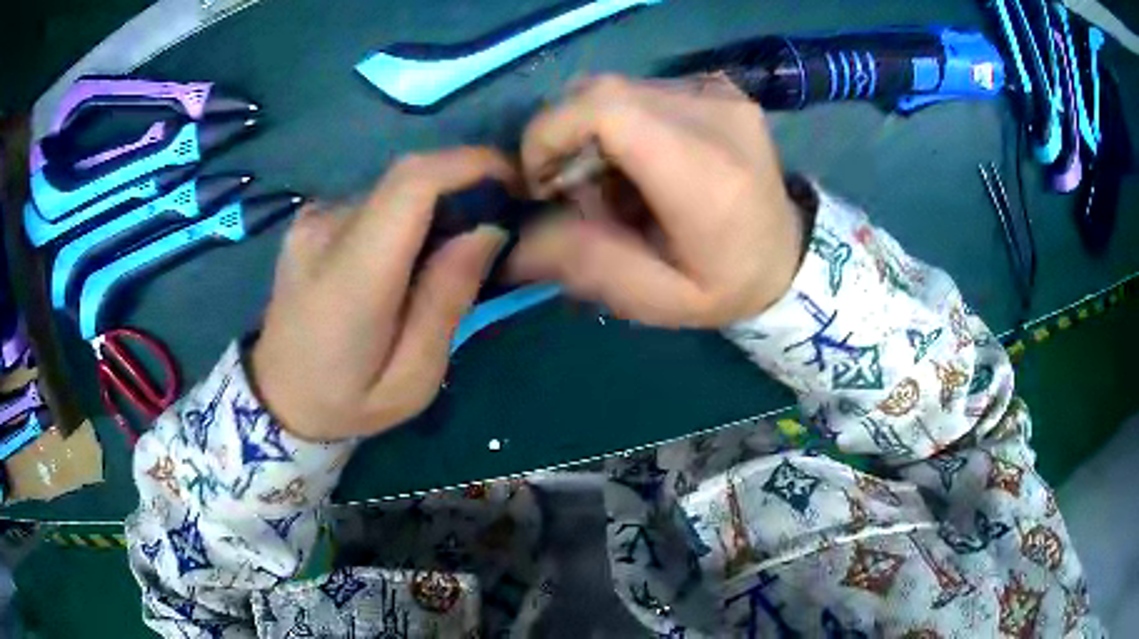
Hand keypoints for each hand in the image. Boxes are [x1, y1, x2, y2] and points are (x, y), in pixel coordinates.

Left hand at [251, 148, 512, 440]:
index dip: (469, 164)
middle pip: (408, 179)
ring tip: (441, 258)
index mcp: (351, 276)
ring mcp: (311, 221)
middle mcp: (325, 230)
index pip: (412, 183)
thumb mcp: (413, 379)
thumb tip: (488, 230)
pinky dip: (402, 217)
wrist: (277, 397)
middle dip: (460, 191)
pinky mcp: (308, 221)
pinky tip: (401, 260)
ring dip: (430, 208)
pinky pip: (372, 201)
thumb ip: (447, 300)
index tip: (513, 178)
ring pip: (392, 190)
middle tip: (487, 233)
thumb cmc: (346, 401)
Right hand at [511, 75, 802, 327]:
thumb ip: (587, 264)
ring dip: (593, 131)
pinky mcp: (718, 87)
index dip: (551, 134)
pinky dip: (622, 122)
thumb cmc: (728, 285)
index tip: (542, 182)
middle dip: (566, 137)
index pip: (604, 109)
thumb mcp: (657, 299)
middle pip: (602, 92)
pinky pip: (642, 90)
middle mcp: (716, 116)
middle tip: (574, 189)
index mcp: (706, 175)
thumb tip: (517, 240)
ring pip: (617, 89)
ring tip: (613, 180)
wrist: (790, 255)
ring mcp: (721, 94)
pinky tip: (642, 160)